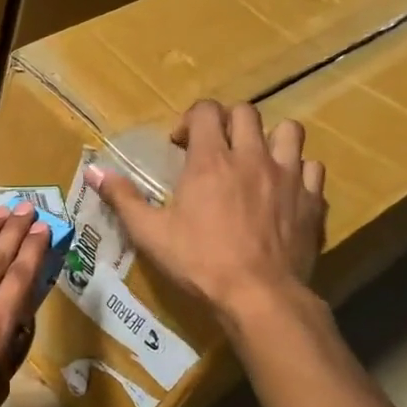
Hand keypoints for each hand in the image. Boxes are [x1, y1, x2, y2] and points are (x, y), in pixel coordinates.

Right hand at [87, 99, 324, 317]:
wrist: (259, 295)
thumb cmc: (199, 262)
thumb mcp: (150, 233)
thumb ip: (123, 198)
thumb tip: (93, 171)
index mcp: (210, 160)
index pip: (206, 111)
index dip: (190, 119)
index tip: (179, 145)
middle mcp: (252, 157)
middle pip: (246, 113)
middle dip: (227, 123)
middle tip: (214, 149)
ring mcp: (289, 176)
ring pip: (289, 131)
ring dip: (270, 138)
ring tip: (256, 161)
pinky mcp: (312, 199)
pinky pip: (312, 168)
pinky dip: (298, 171)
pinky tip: (285, 190)